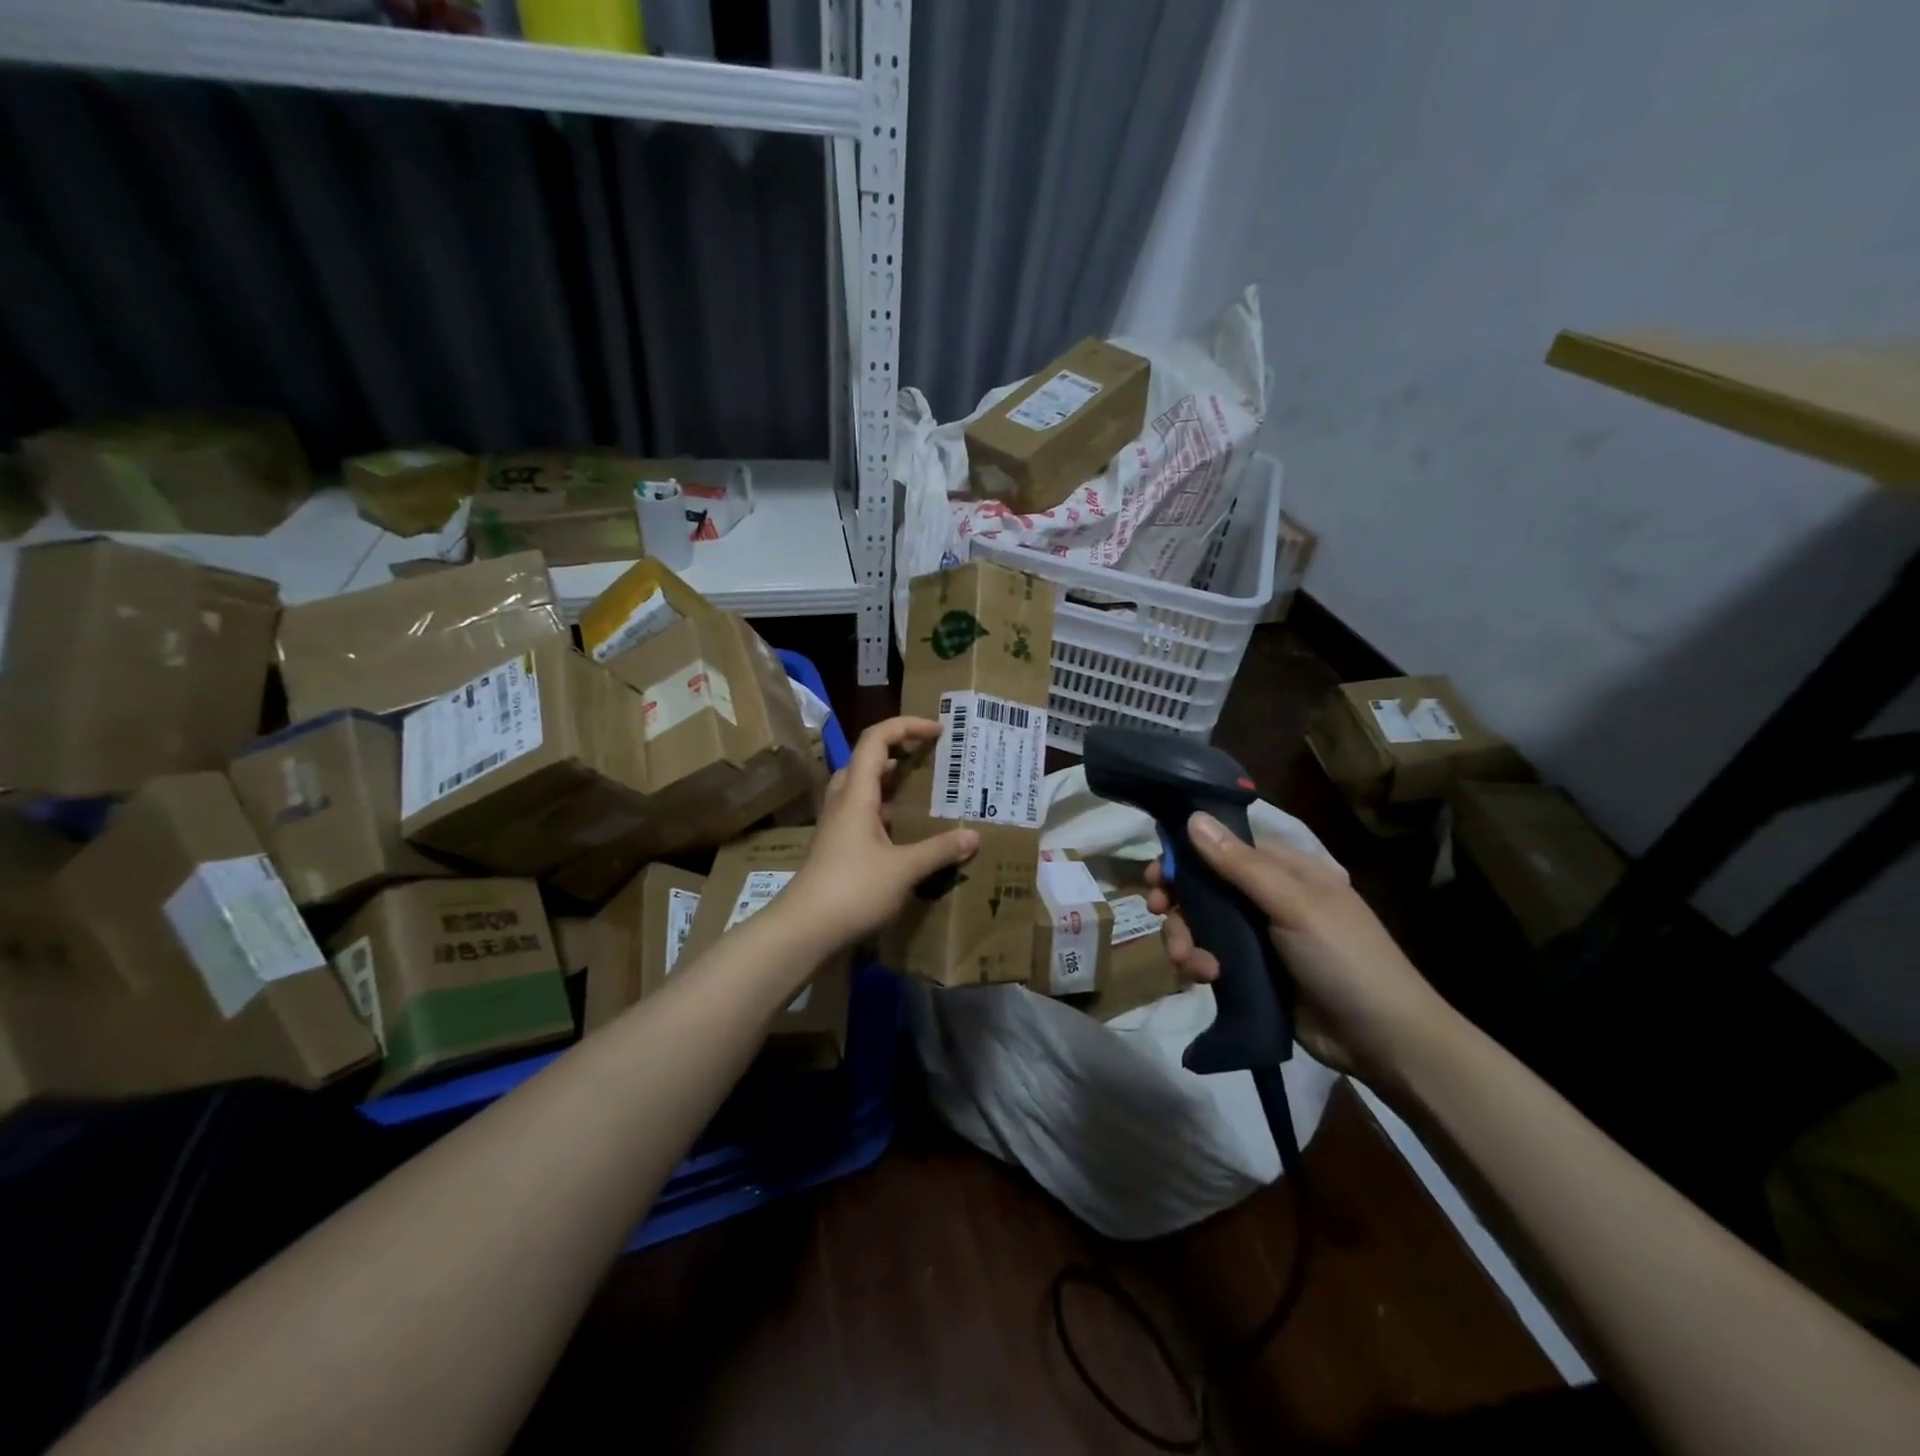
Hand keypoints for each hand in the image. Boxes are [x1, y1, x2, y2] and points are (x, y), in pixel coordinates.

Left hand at [786, 717, 978, 949]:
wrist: (804, 929)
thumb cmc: (853, 890)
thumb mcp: (904, 869)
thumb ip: (940, 850)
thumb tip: (974, 836)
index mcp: (856, 794)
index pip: (876, 739)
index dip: (906, 725)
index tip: (938, 731)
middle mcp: (843, 802)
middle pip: (865, 760)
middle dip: (898, 752)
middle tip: (929, 760)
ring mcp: (836, 826)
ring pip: (862, 789)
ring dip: (890, 783)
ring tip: (922, 793)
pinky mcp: (836, 848)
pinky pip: (862, 815)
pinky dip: (885, 813)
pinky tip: (906, 834)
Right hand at [1146, 812, 1456, 1081]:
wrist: (1384, 1041)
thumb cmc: (1345, 959)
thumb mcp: (1293, 905)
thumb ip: (1240, 865)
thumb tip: (1193, 818)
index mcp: (1287, 871)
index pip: (1225, 847)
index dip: (1187, 855)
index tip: (1157, 872)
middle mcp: (1269, 898)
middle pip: (1205, 887)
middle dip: (1178, 903)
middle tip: (1157, 912)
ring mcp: (1259, 938)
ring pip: (1201, 925)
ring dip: (1185, 938)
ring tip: (1189, 962)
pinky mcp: (1252, 974)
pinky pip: (1209, 957)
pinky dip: (1199, 965)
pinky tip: (1205, 978)